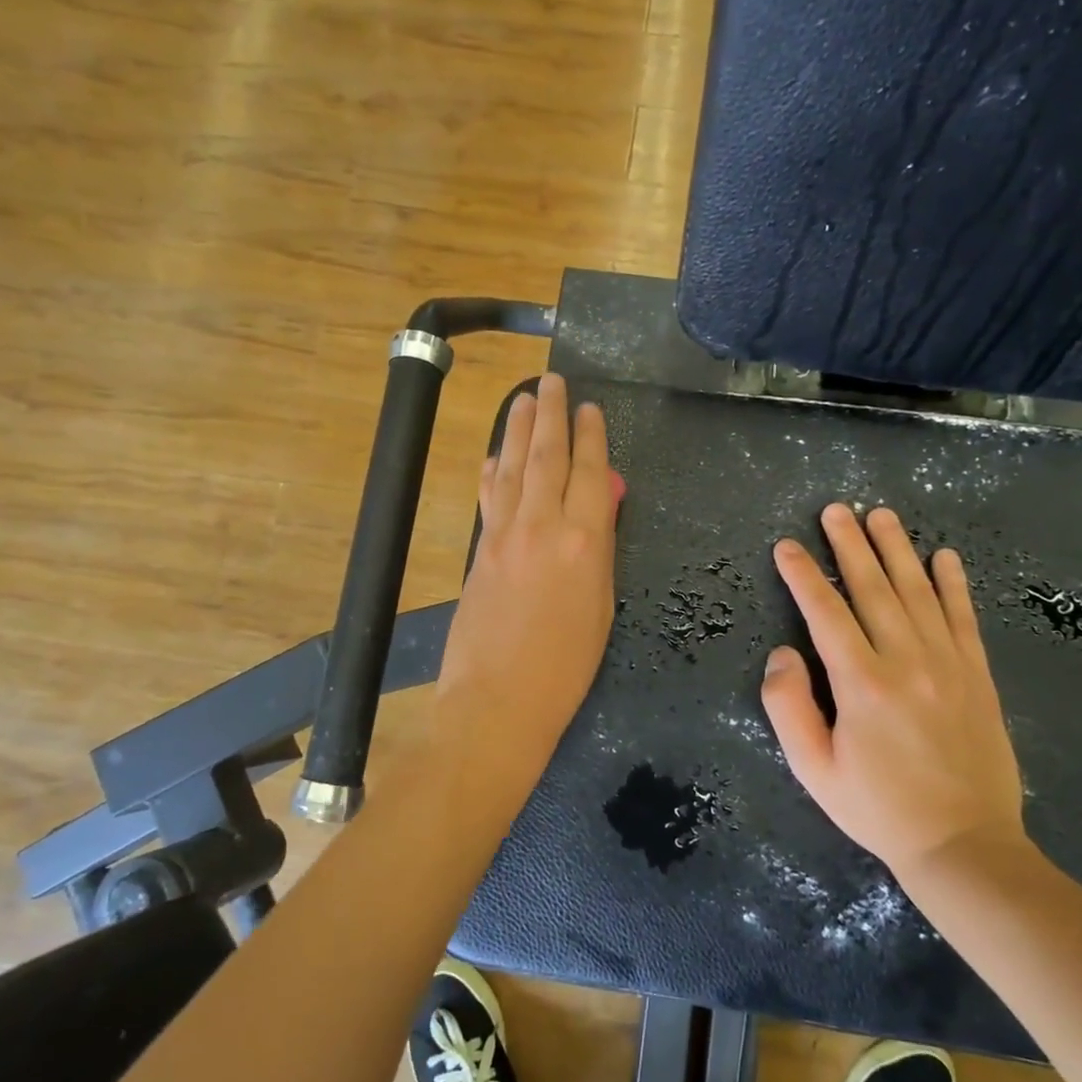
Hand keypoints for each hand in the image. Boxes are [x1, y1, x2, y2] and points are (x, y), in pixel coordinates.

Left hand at [435, 373, 619, 767]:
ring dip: (518, 429)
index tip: (589, 408)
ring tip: (523, 398)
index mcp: (585, 542)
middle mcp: (543, 526)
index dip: (591, 436)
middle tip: (551, 381)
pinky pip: (489, 497)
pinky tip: (495, 455)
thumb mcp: (602, 609)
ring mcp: (504, 535)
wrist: (497, 701)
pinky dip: (494, 471)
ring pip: (514, 468)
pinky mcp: (480, 550)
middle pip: (547, 457)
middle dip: (550, 414)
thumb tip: (600, 509)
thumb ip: (600, 551)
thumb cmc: (566, 668)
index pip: (591, 473)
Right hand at [762, 503, 1031, 885]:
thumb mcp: (813, 769)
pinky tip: (945, 556)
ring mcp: (948, 665)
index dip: (803, 575)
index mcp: (862, 684)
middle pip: (873, 589)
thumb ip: (788, 707)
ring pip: (918, 593)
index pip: (825, 613)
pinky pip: (963, 618)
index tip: (787, 545)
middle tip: (835, 509)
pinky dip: (953, 584)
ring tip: (881, 516)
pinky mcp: (977, 676)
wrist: (964, 845)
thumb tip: (783, 654)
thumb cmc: (878, 808)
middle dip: (849, 545)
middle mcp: (906, 661)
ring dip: (897, 550)